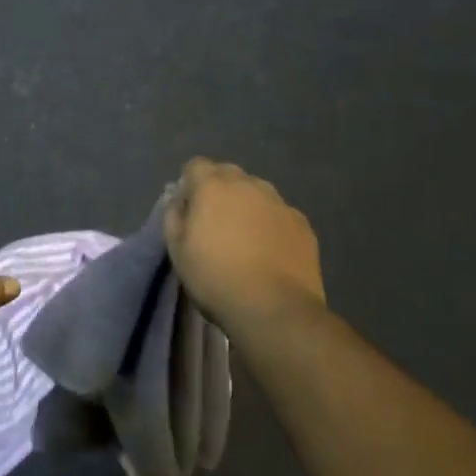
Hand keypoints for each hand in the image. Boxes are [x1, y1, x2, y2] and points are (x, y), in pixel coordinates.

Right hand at [164, 158, 326, 336]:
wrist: (275, 309)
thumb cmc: (216, 278)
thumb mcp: (177, 251)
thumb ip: (173, 216)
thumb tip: (179, 200)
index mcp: (212, 185)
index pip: (195, 166)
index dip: (189, 185)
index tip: (189, 210)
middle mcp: (247, 184)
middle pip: (228, 174)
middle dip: (219, 191)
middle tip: (216, 225)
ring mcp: (278, 202)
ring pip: (257, 192)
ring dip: (247, 206)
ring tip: (246, 240)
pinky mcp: (302, 223)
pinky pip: (279, 214)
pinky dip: (272, 225)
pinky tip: (271, 252)